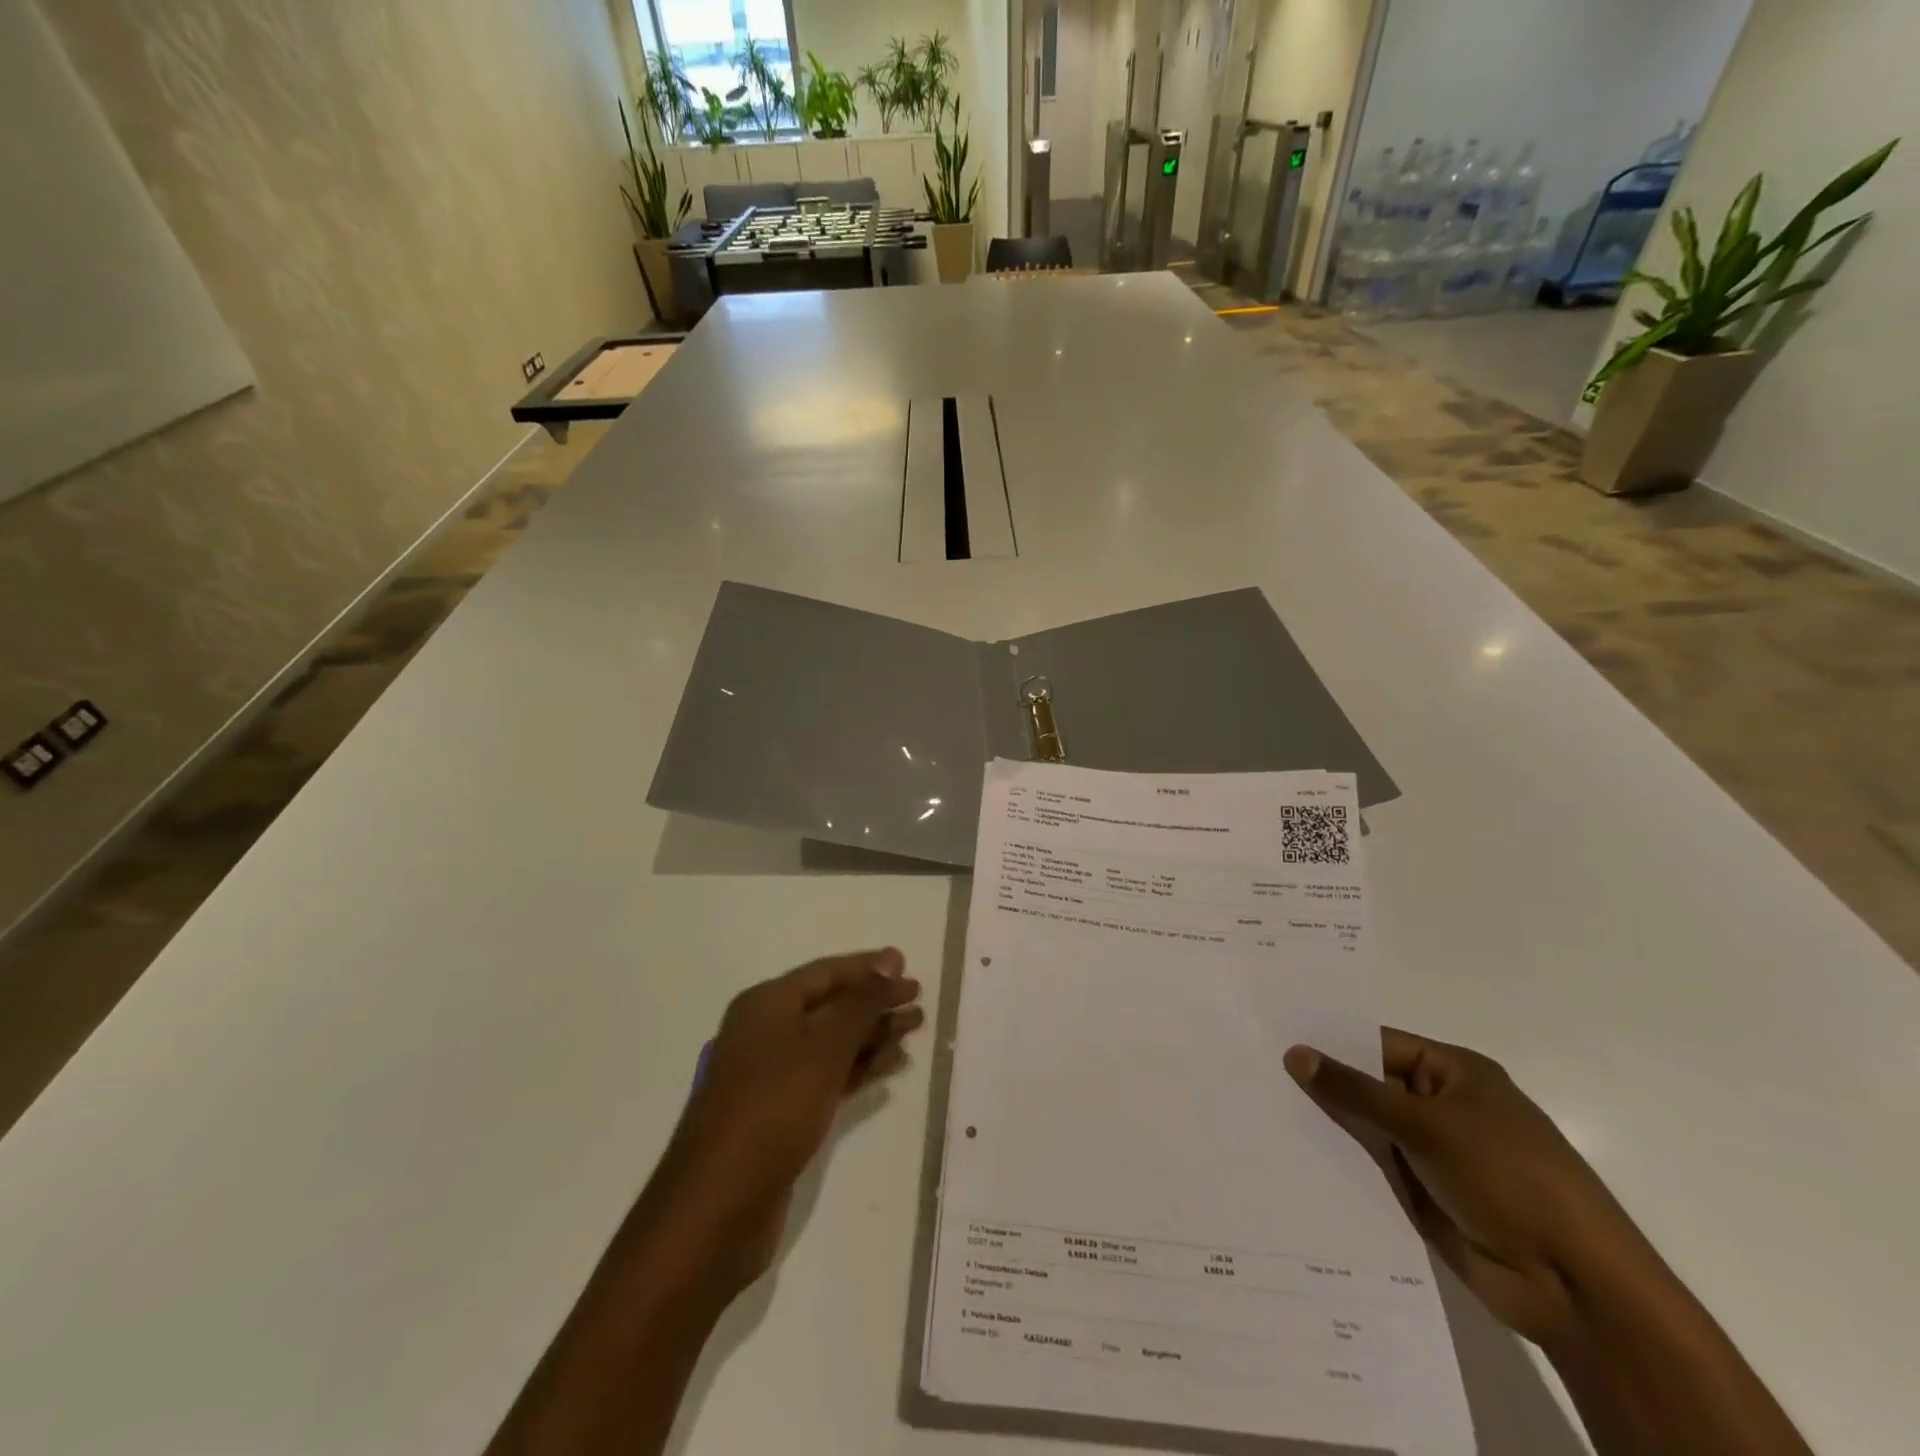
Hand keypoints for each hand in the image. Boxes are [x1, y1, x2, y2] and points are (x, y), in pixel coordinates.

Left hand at [654, 949, 923, 1295]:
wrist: (718, 1207)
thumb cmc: (771, 1109)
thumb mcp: (822, 1047)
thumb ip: (860, 1003)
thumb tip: (889, 960)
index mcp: (766, 1005)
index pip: (826, 973)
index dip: (868, 968)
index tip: (908, 966)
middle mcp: (766, 1032)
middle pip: (831, 1006)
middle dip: (875, 1002)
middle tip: (919, 1002)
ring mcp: (772, 1075)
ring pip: (832, 1043)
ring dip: (873, 1035)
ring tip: (915, 1029)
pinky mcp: (781, 1114)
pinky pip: (828, 1076)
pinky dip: (859, 1069)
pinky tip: (891, 1067)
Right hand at [1286, 1029, 1660, 1348]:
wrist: (1574, 1286)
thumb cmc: (1508, 1178)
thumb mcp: (1426, 1124)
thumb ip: (1356, 1090)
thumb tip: (1294, 1052)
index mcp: (1455, 1073)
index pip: (1378, 1043)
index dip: (1330, 1041)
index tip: (1274, 1035)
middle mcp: (1442, 1106)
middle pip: (1369, 1085)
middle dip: (1321, 1082)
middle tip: (1254, 1069)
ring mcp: (1433, 1153)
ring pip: (1367, 1128)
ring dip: (1326, 1124)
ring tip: (1260, 1109)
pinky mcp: (1424, 1194)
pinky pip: (1372, 1168)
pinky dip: (1340, 1163)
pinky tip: (1289, 1155)